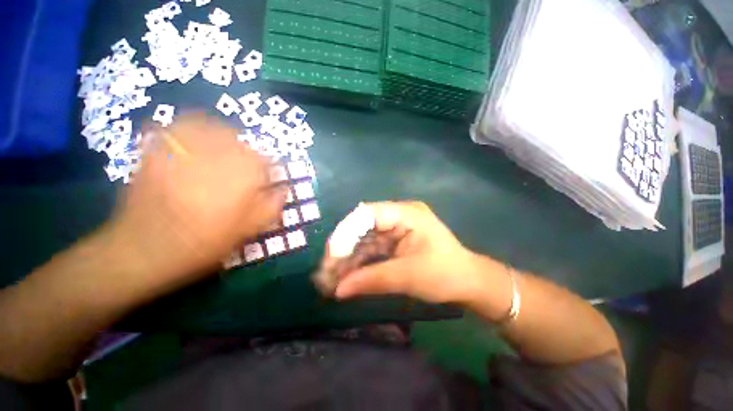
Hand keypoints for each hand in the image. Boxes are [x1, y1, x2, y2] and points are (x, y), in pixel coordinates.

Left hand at [107, 114, 285, 290]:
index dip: (269, 170)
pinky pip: (181, 127)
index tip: (266, 182)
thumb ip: (271, 207)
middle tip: (246, 170)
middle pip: (241, 142)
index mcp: (240, 178)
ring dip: (225, 137)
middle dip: (249, 154)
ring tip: (225, 152)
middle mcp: (215, 157)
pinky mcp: (158, 151)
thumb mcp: (247, 231)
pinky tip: (197, 142)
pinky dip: (194, 127)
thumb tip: (283, 188)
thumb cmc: (203, 244)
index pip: (266, 161)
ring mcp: (183, 150)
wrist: (142, 251)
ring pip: (214, 128)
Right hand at [330, 201, 495, 304]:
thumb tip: (338, 290)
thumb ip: (372, 280)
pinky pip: (371, 248)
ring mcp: (395, 228)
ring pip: (364, 240)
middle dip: (344, 250)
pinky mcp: (393, 241)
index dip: (347, 233)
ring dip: (348, 259)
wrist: (469, 283)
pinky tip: (347, 276)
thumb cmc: (446, 275)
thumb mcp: (408, 276)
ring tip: (331, 280)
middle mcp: (398, 215)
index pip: (368, 214)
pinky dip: (359, 263)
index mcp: (406, 213)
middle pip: (362, 227)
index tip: (332, 256)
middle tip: (326, 273)